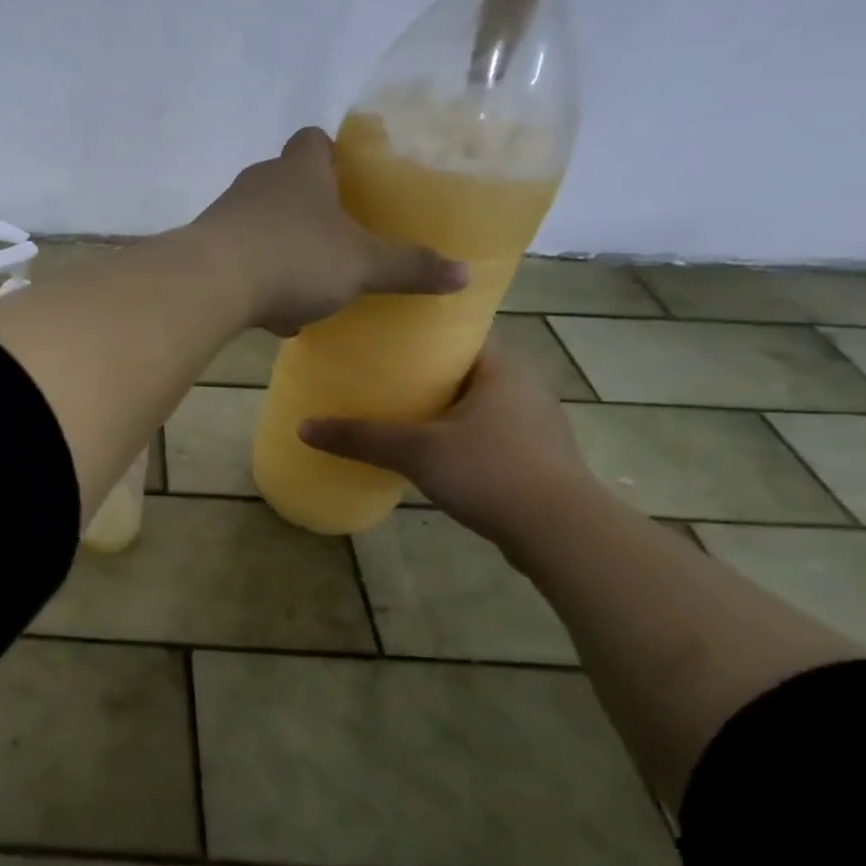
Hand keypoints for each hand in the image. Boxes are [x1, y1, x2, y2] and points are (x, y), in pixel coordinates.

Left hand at [190, 127, 465, 335]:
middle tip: (338, 240)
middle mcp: (258, 182)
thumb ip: (409, 267)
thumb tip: (464, 274)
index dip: (333, 154)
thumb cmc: (293, 259)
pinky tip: (272, 317)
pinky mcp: (202, 251)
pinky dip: (256, 283)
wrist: (208, 285)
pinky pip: (238, 261)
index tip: (351, 180)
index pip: (314, 140)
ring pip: (261, 227)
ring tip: (309, 289)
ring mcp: (225, 216)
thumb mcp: (361, 266)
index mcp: (299, 170)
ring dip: (283, 252)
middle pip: (286, 184)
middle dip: (310, 211)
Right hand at [298, 341, 600, 547]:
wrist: (562, 533)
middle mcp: (522, 386)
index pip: (458, 332)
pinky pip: (484, 431)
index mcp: (502, 367)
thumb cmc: (491, 471)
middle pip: (462, 367)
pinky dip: (455, 433)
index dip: (420, 332)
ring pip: (474, 402)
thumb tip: (303, 427)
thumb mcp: (417, 451)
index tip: (381, 338)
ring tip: (392, 410)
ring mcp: (532, 423)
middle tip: (375, 374)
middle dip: (421, 372)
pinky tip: (426, 449)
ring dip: (438, 406)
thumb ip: (361, 437)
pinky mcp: (532, 456)